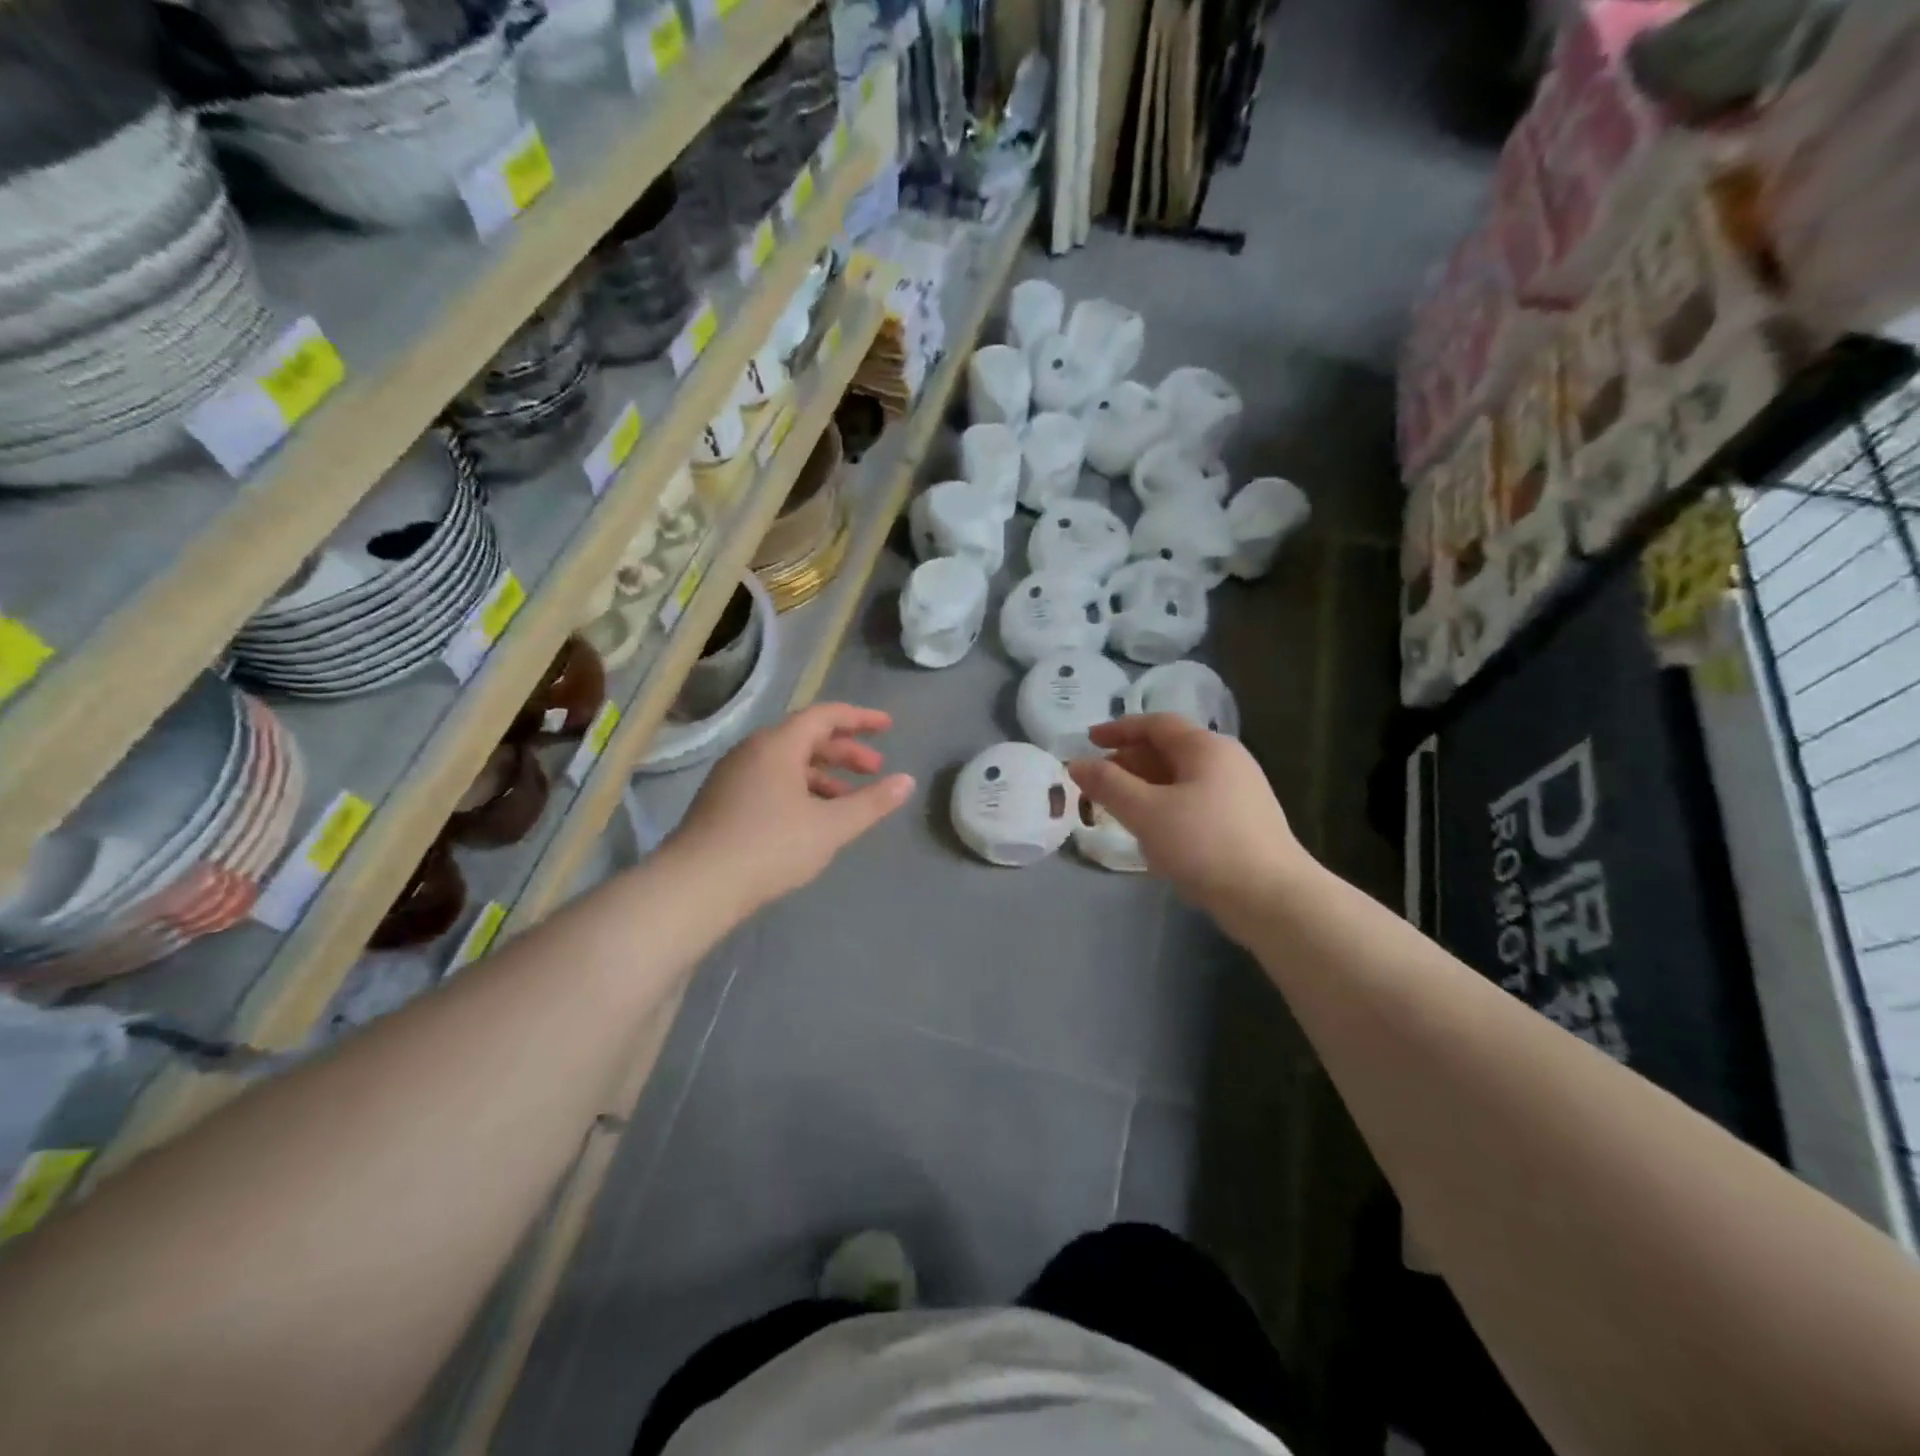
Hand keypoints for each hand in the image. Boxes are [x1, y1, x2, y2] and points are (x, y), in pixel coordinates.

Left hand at [671, 703, 913, 910]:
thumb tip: (906, 782)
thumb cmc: (770, 847)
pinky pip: (771, 780)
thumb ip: (871, 803)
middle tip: (875, 769)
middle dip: (845, 751)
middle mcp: (753, 751)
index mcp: (778, 745)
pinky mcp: (723, 801)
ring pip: (788, 762)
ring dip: (824, 774)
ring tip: (849, 799)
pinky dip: (800, 789)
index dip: (860, 718)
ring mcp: (734, 775)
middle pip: (807, 737)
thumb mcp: (831, 827)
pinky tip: (812, 818)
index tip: (888, 726)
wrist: (696, 886)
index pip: (825, 715)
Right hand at [1066, 715, 1308, 929]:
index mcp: (1207, 748)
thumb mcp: (1146, 812)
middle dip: (1129, 762)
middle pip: (1169, 750)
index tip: (1088, 740)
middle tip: (1096, 781)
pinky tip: (1152, 832)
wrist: (1272, 899)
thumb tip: (1076, 764)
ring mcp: (1239, 793)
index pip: (1156, 724)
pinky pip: (1194, 802)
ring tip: (1117, 808)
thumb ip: (1108, 785)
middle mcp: (1227, 761)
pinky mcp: (1243, 823)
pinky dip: (1165, 807)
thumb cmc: (1205, 845)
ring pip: (1180, 779)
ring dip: (1145, 788)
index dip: (1118, 729)